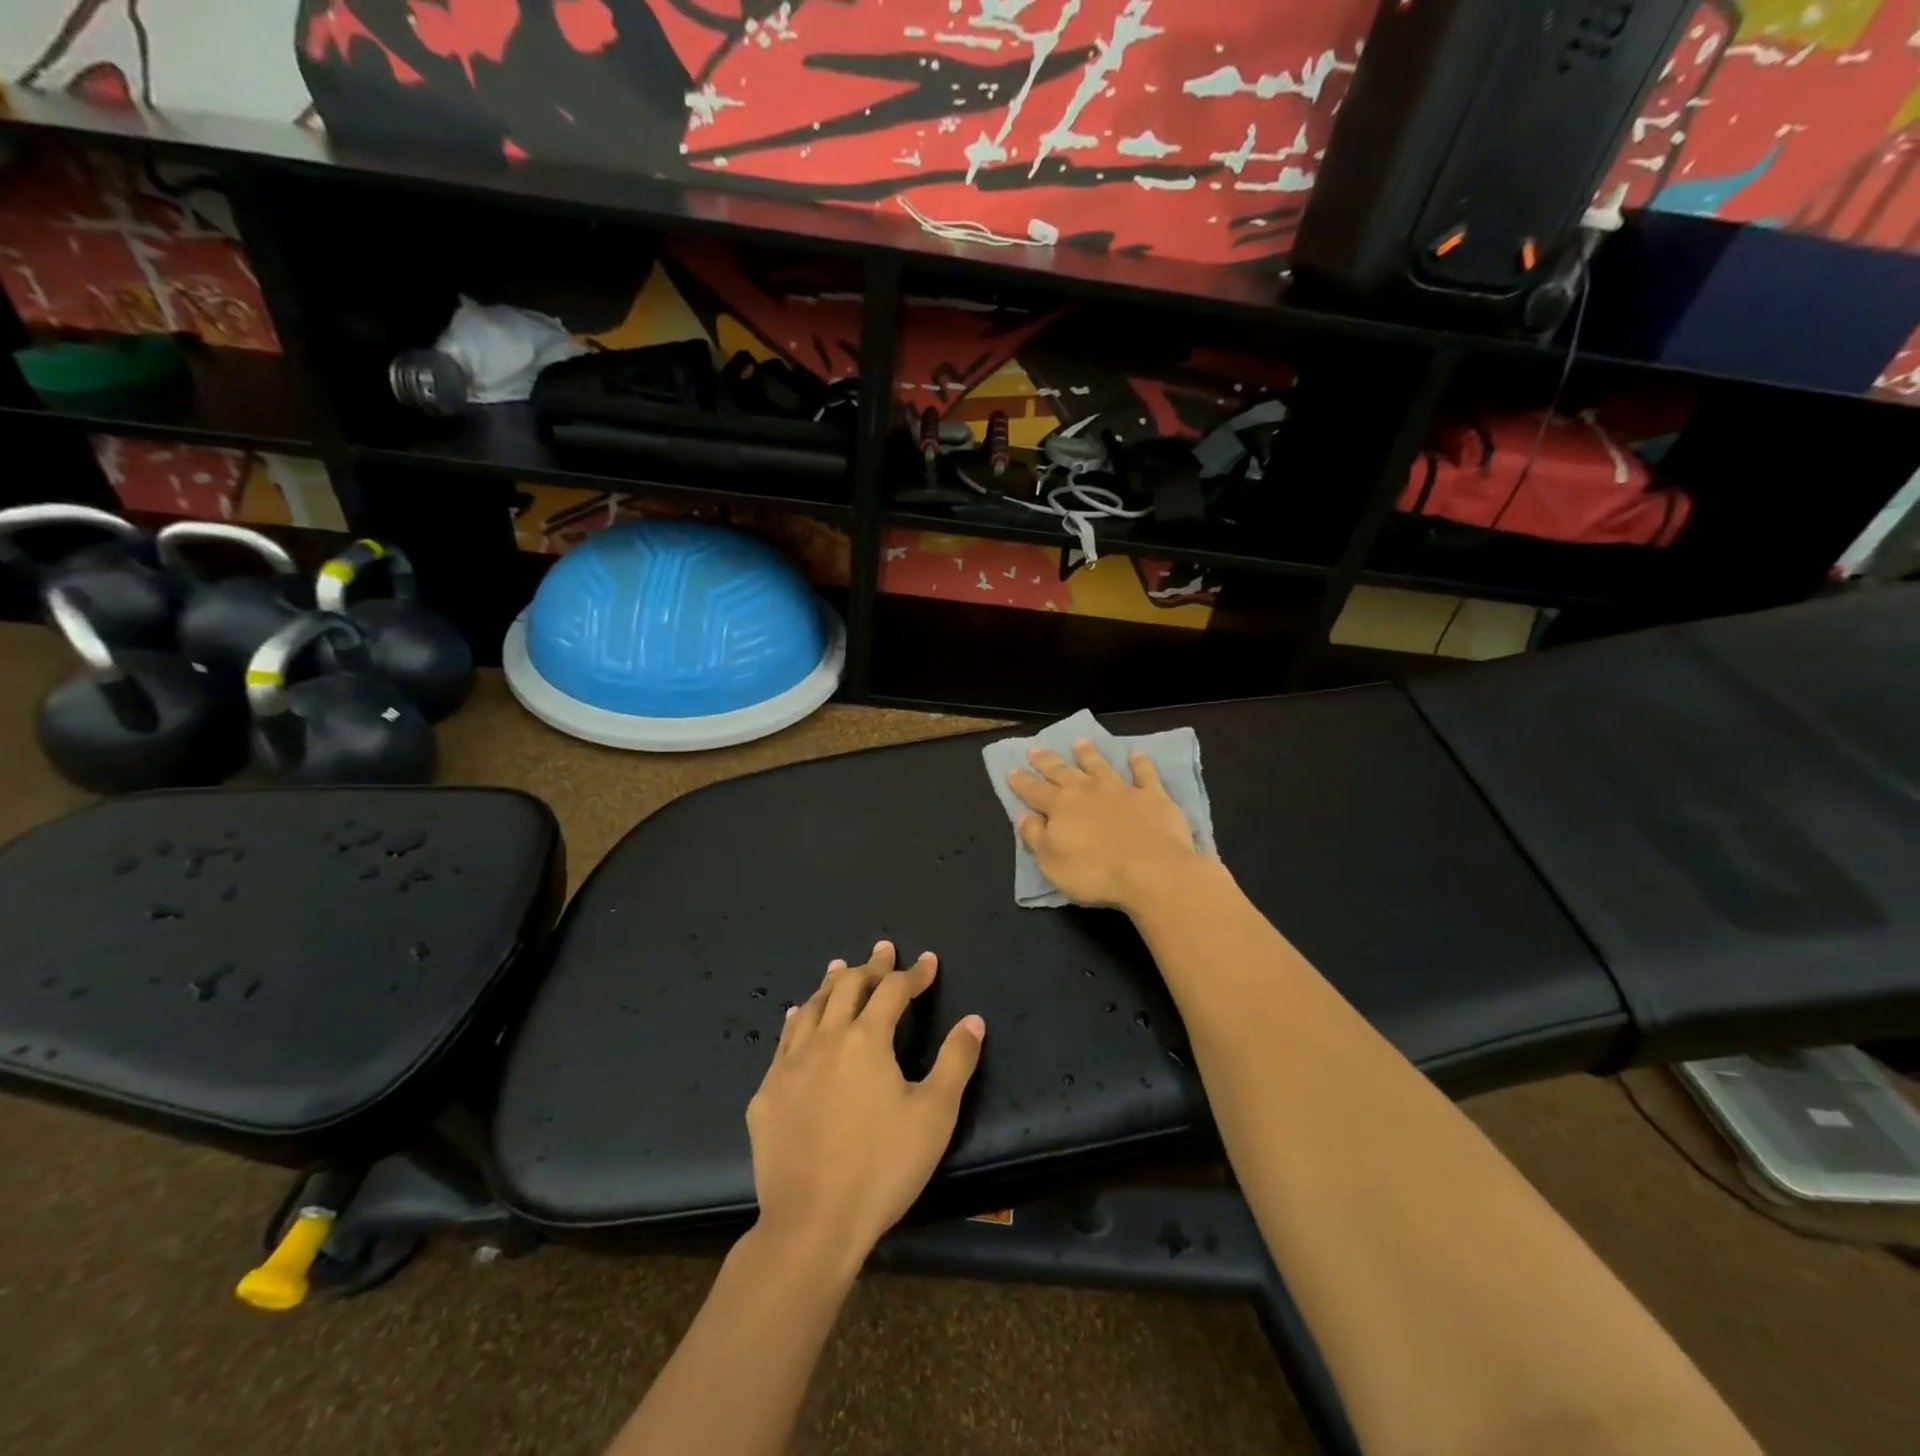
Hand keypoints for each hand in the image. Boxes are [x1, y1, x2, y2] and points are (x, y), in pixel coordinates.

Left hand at [747, 941, 984, 1273]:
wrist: (811, 1224)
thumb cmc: (882, 1168)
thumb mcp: (934, 1115)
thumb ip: (956, 1061)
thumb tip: (973, 1020)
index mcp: (867, 1039)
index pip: (894, 990)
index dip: (914, 973)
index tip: (929, 962)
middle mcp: (825, 1039)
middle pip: (847, 986)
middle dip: (870, 966)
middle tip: (883, 950)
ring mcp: (790, 1065)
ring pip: (811, 1007)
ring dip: (830, 983)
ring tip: (840, 967)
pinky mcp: (767, 1094)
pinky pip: (784, 1040)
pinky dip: (799, 1018)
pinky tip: (798, 1017)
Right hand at [1008, 739, 1204, 911]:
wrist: (1152, 871)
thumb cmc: (1095, 873)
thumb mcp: (1052, 863)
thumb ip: (1036, 837)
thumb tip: (1023, 816)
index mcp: (1060, 807)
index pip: (1035, 791)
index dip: (1022, 782)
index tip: (1011, 770)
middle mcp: (1087, 791)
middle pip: (1063, 772)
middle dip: (1047, 761)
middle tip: (1035, 748)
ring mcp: (1121, 790)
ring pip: (1100, 766)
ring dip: (1088, 754)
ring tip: (1079, 742)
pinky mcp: (1152, 796)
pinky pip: (1145, 774)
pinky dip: (1140, 763)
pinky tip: (1137, 754)